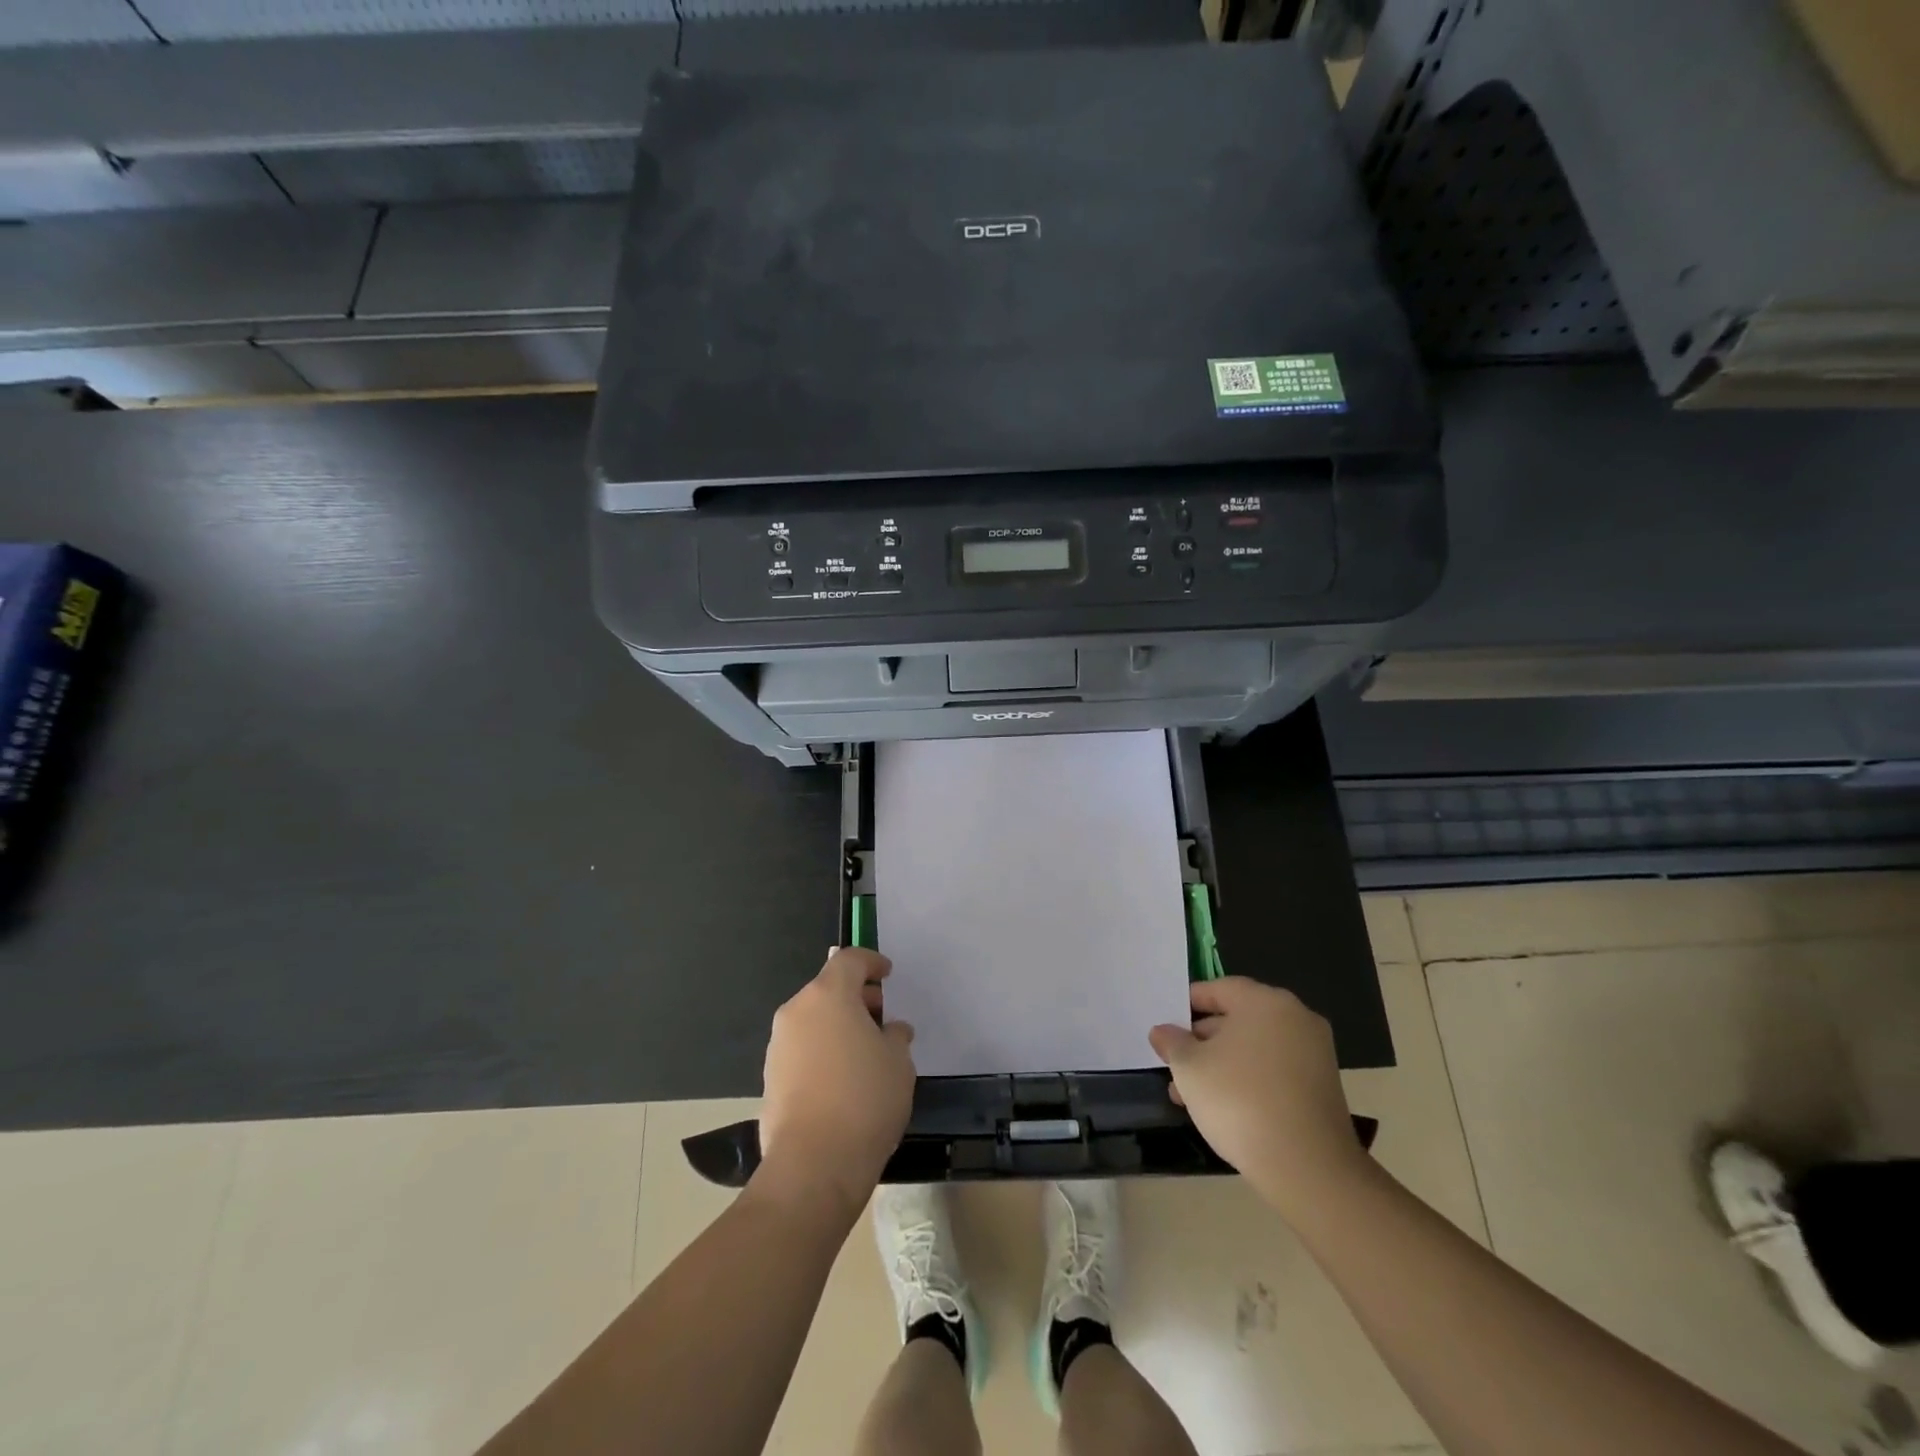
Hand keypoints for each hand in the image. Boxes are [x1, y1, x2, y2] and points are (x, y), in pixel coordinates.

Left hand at [758, 947, 915, 1215]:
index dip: (871, 962)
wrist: (813, 1165)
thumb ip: (894, 1036)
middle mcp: (797, 1011)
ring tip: (866, 1053)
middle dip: (856, 997)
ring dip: (838, 1026)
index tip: (887, 974)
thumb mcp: (898, 1061)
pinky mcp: (770, 1078)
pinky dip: (823, 1051)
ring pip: (813, 1020)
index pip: (848, 960)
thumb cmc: (865, 1099)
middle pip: (828, 989)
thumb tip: (890, 1031)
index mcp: (828, 996)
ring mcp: (778, 1045)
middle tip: (882, 1017)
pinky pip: (802, 1049)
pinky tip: (844, 1080)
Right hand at [1148, 977, 1369, 1217]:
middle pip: (1238, 1019)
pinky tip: (1223, 1109)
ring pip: (1254, 1049)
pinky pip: (1274, 1072)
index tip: (1167, 1024)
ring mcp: (1314, 1055)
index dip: (1188, 1004)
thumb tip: (1163, 1032)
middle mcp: (1295, 1019)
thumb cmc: (1239, 1099)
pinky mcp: (1322, 1089)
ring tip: (1188, 1095)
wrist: (1307, 1167)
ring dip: (1221, 1065)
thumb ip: (1172, 1042)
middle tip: (1174, 1063)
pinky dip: (1248, 1081)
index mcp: (1265, 1001)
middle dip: (1202, 1041)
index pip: (1219, 989)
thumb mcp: (1189, 1067)